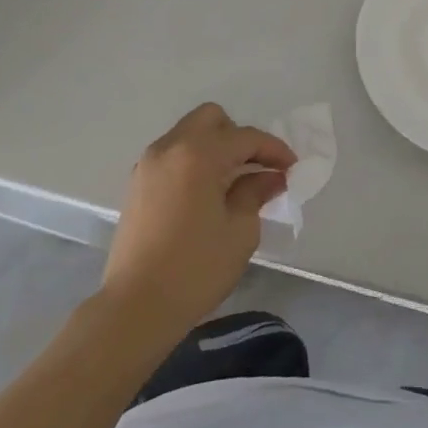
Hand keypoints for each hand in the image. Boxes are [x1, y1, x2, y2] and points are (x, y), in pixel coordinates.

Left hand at [102, 104, 295, 336]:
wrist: (135, 308)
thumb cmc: (195, 269)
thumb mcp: (240, 231)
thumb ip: (256, 193)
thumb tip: (270, 177)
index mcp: (199, 154)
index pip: (245, 137)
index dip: (274, 150)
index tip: (292, 168)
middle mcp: (170, 148)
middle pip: (211, 119)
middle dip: (238, 136)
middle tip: (256, 166)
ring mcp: (149, 165)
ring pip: (189, 134)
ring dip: (214, 147)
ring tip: (233, 181)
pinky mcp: (137, 185)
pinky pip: (173, 155)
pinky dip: (194, 161)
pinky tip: (206, 192)